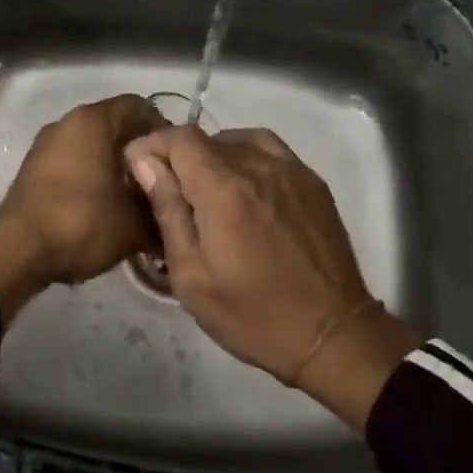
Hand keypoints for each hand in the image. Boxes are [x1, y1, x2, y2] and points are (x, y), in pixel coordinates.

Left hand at [0, 94, 160, 323]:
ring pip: (92, 146)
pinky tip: (107, 208)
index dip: (163, 130)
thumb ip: (160, 213)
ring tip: (137, 200)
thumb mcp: (133, 224)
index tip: (177, 160)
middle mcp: (67, 123)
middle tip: (162, 182)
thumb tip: (175, 215)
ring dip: (116, 168)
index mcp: (93, 121)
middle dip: (141, 152)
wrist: (17, 250)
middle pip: (115, 126)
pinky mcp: (33, 169)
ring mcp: (46, 145)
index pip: (139, 107)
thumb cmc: (81, 223)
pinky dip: (93, 177)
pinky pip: (73, 163)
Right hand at [123, 125, 420, 427]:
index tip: (139, 169)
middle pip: (207, 138)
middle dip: (179, 156)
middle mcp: (258, 167)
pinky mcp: (312, 182)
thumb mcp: (192, 276)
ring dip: (213, 156)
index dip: (153, 145)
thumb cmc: (253, 315)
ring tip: (205, 190)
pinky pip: (269, 151)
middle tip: (169, 193)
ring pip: (239, 139)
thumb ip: (168, 212)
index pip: (180, 138)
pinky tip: (242, 189)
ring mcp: (291, 171)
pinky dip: (245, 157)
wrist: (332, 335)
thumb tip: (145, 163)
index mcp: (224, 191)